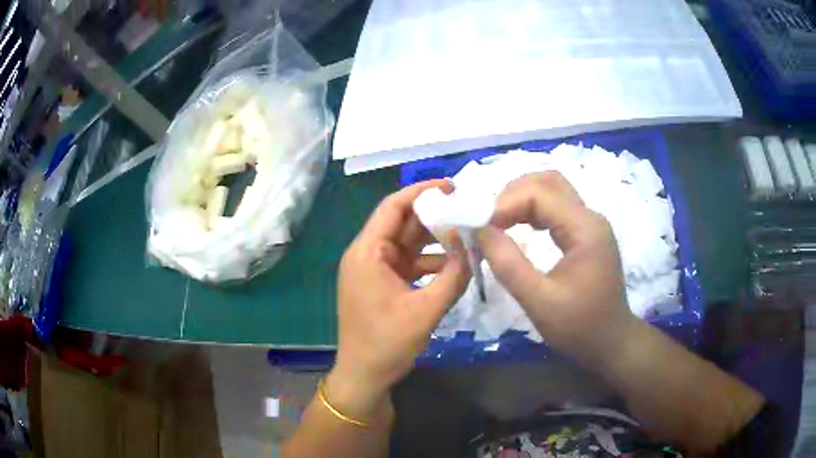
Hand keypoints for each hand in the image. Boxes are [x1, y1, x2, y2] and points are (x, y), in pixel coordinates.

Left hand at [328, 180, 470, 419]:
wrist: (364, 376)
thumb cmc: (387, 344)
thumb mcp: (426, 311)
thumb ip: (453, 277)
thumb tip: (473, 247)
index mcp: (367, 253)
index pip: (392, 207)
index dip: (420, 192)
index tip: (451, 186)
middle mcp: (366, 255)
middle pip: (400, 223)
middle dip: (433, 214)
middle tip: (465, 208)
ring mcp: (373, 270)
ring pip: (406, 243)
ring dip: (434, 239)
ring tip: (467, 235)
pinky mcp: (381, 284)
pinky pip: (407, 263)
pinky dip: (428, 262)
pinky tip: (454, 266)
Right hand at [476, 172, 635, 365]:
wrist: (612, 343)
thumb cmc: (579, 328)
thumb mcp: (539, 302)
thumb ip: (508, 265)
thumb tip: (479, 230)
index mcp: (585, 229)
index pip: (538, 194)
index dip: (503, 204)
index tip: (477, 227)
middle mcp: (590, 217)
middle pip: (547, 182)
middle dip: (511, 194)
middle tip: (486, 220)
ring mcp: (590, 224)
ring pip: (552, 191)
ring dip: (521, 200)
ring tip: (496, 223)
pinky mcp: (586, 234)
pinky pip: (556, 208)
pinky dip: (532, 211)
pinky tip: (516, 227)